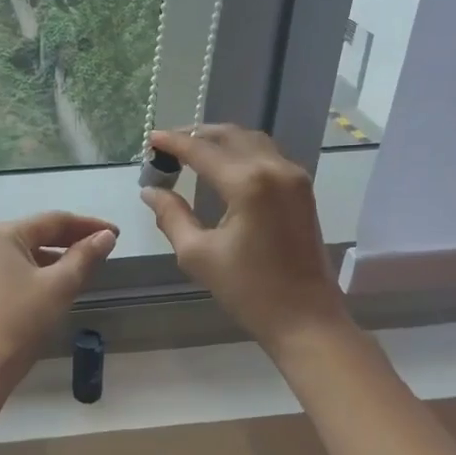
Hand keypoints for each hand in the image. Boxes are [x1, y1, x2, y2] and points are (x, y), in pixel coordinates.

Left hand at [0, 211, 117, 380]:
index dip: (89, 225)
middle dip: (76, 239)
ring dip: (63, 255)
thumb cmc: (24, 319)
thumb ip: (86, 256)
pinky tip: (65, 281)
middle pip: (42, 233)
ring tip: (91, 263)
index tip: (116, 233)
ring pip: (34, 252)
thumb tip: (106, 235)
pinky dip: (47, 270)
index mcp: (6, 234)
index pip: (55, 220)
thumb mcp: (61, 284)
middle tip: (107, 246)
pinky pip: (24, 268)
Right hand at [140, 126, 348, 351]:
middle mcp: (274, 169)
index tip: (149, 138)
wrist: (306, 318)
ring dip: (221, 141)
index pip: (202, 151)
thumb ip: (171, 215)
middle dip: (197, 135)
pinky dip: (242, 152)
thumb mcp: (198, 254)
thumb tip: (150, 191)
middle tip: (168, 145)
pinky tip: (224, 166)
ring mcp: (294, 178)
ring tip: (193, 151)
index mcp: (247, 183)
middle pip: (230, 136)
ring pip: (252, 141)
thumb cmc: (248, 290)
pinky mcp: (303, 191)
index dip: (173, 142)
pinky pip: (268, 156)